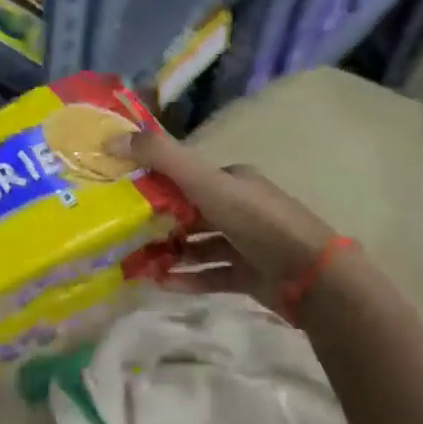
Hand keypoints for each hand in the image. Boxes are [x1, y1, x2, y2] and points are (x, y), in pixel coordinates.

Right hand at [128, 132, 339, 299]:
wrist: (310, 275)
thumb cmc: (256, 222)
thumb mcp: (205, 182)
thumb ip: (162, 158)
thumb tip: (112, 139)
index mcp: (233, 181)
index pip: (188, 178)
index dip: (156, 185)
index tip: (123, 197)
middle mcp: (240, 208)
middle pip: (191, 213)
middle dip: (159, 224)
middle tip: (125, 236)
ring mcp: (247, 244)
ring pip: (199, 247)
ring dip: (170, 254)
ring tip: (137, 264)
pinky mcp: (249, 276)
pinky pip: (210, 275)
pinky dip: (186, 278)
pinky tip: (160, 284)